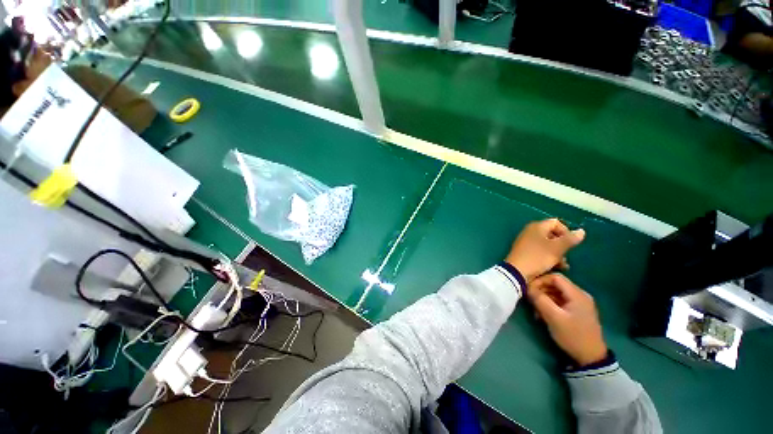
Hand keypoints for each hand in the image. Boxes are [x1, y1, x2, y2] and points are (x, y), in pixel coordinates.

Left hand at [505, 218, 584, 282]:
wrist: (517, 271)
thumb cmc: (537, 257)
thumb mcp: (556, 249)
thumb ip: (569, 239)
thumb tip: (581, 231)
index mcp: (537, 226)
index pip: (556, 223)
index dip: (566, 232)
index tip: (571, 244)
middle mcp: (530, 231)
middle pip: (552, 234)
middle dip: (562, 245)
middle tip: (566, 256)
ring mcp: (526, 241)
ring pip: (547, 244)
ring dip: (557, 254)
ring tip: (563, 265)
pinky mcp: (525, 251)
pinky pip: (540, 251)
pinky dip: (548, 257)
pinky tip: (554, 267)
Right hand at [528, 273, 606, 366]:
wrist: (590, 357)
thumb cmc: (573, 335)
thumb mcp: (554, 317)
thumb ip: (540, 300)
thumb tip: (527, 288)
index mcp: (577, 294)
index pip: (555, 277)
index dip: (540, 280)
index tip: (529, 289)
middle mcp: (580, 295)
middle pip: (555, 285)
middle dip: (541, 291)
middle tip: (531, 301)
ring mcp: (579, 303)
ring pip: (556, 293)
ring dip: (544, 299)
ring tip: (536, 311)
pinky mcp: (577, 311)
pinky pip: (560, 301)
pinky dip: (550, 305)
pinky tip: (543, 315)